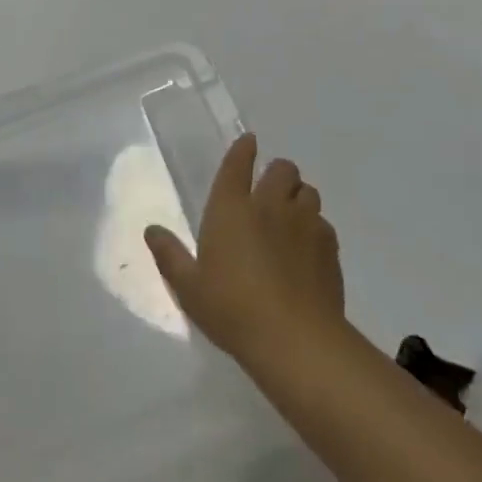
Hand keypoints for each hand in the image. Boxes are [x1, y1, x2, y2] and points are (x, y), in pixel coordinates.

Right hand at [144, 134, 344, 368]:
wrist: (295, 340)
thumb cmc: (232, 309)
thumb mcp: (189, 287)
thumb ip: (170, 255)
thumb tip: (151, 230)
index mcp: (231, 207)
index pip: (238, 163)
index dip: (243, 149)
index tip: (249, 142)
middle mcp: (269, 205)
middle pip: (282, 169)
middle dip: (276, 173)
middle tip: (269, 191)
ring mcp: (304, 223)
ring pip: (307, 191)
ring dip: (298, 197)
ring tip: (290, 217)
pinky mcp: (329, 246)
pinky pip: (323, 223)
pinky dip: (315, 228)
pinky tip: (307, 249)